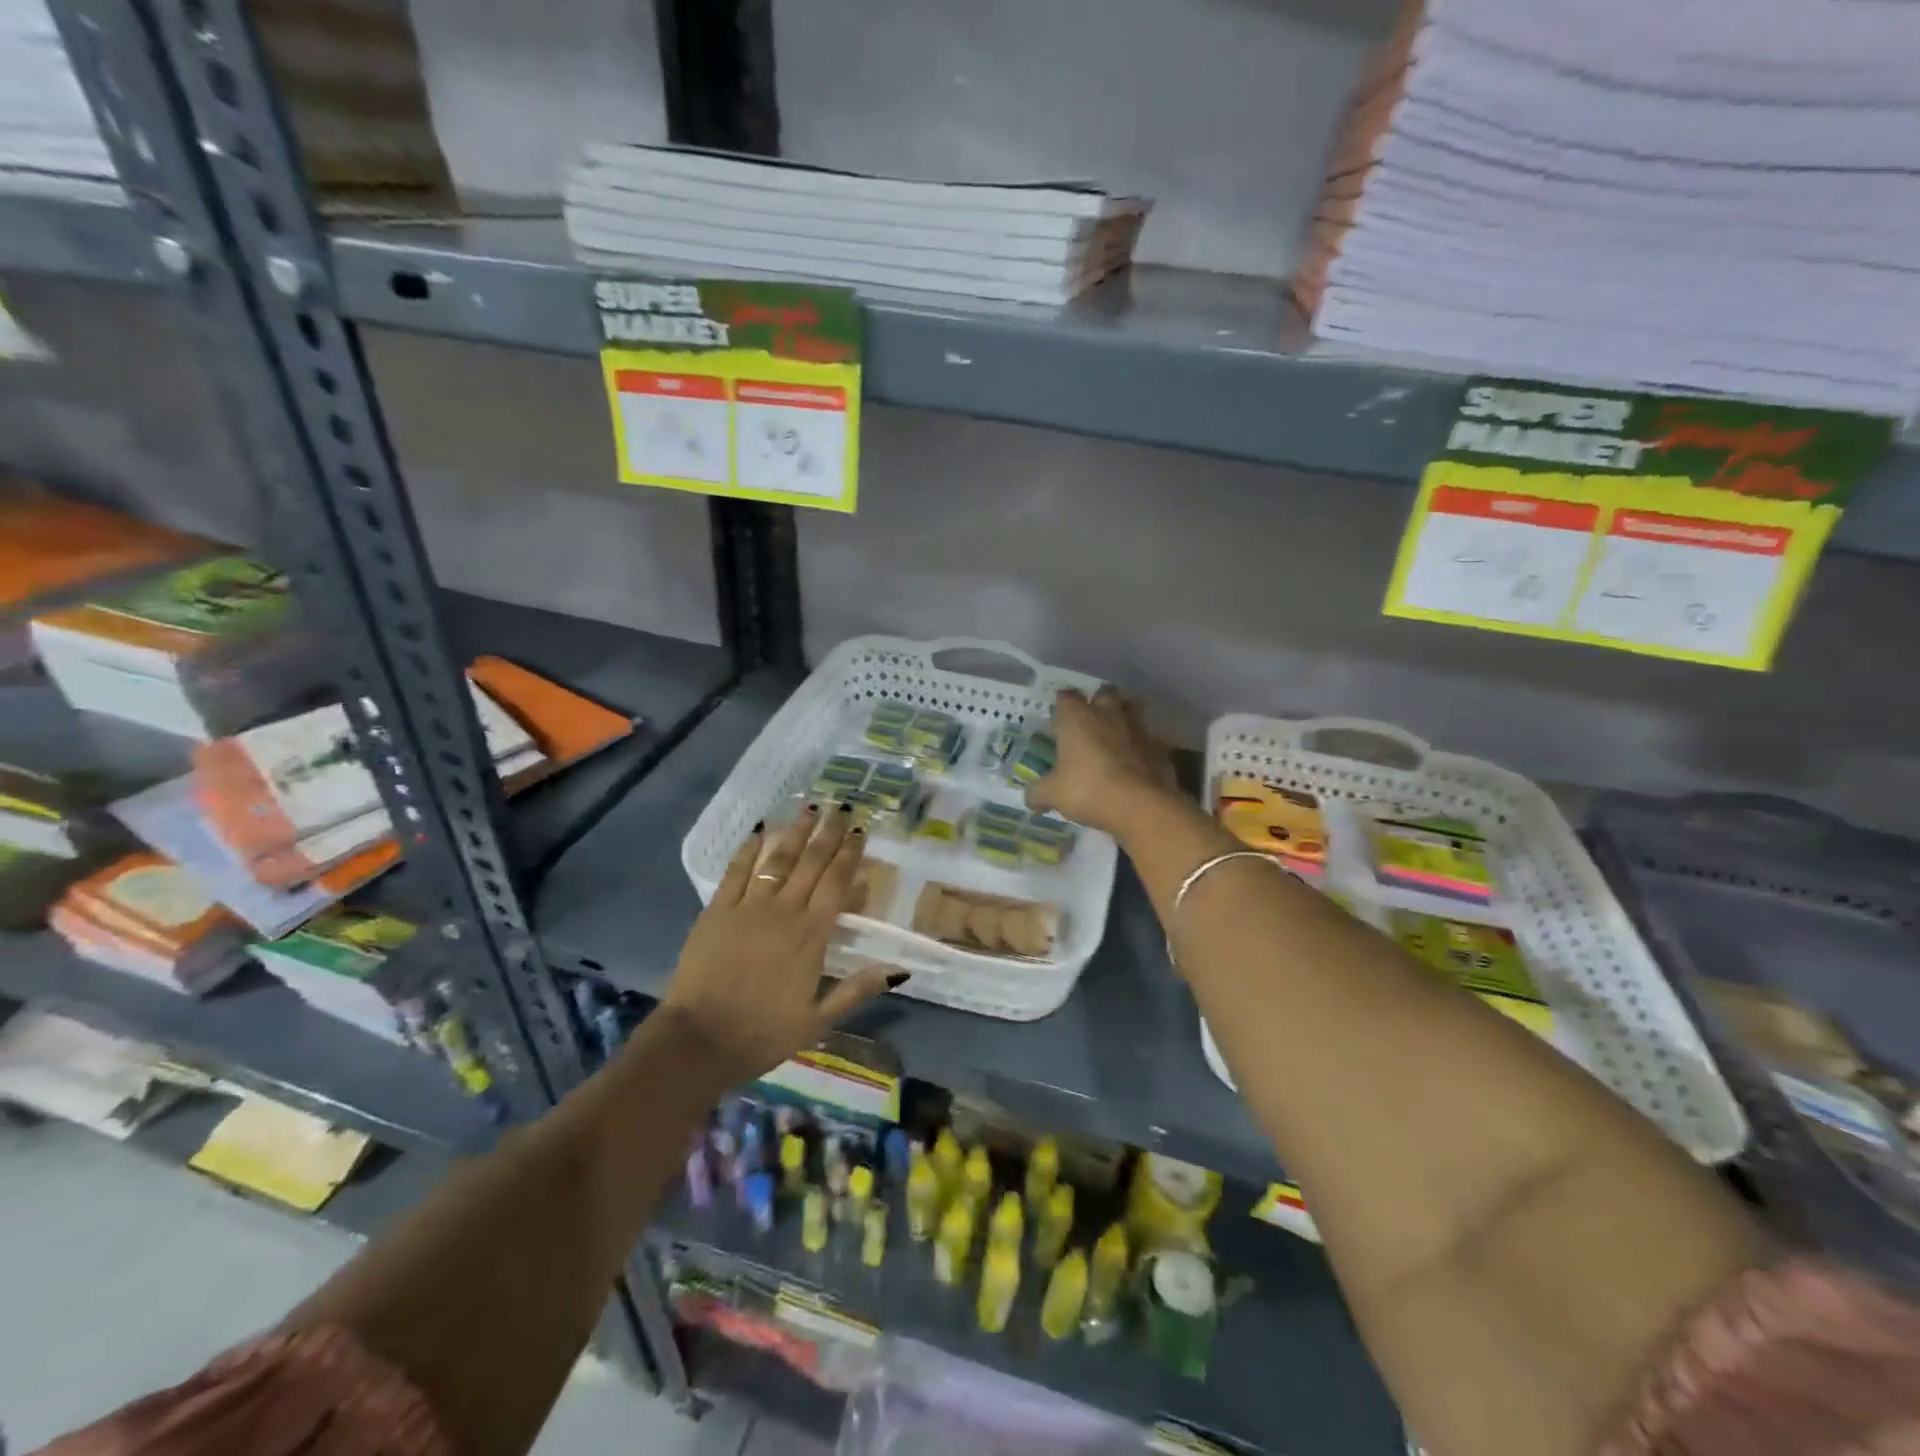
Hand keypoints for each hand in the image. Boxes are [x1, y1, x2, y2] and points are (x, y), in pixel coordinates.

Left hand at [660, 806, 900, 1085]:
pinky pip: (736, 872)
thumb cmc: (762, 1034)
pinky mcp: (716, 911)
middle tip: (841, 808)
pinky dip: (748, 849)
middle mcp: (784, 911)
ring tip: (809, 808)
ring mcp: (747, 907)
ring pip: (777, 859)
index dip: (850, 854)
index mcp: (811, 935)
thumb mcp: (818, 1021)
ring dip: (795, 832)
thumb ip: (856, 990)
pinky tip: (759, 831)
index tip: (860, 830)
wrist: (698, 1041)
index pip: (836, 883)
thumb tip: (899, 970)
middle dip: (828, 834)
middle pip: (811, 863)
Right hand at [1025, 686, 1176, 835]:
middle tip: (1091, 719)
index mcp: (1078, 719)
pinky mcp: (1160, 748)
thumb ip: (1038, 793)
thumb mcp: (1053, 795)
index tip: (1059, 715)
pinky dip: (1143, 747)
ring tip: (1117, 734)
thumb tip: (1030, 798)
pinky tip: (1138, 762)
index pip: (1067, 697)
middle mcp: (1109, 715)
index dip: (1062, 704)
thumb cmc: (1088, 790)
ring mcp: (1138, 729)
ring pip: (1133, 709)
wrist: (1141, 806)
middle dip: (1099, 701)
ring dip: (1125, 717)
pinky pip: (1150, 740)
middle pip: (1105, 693)